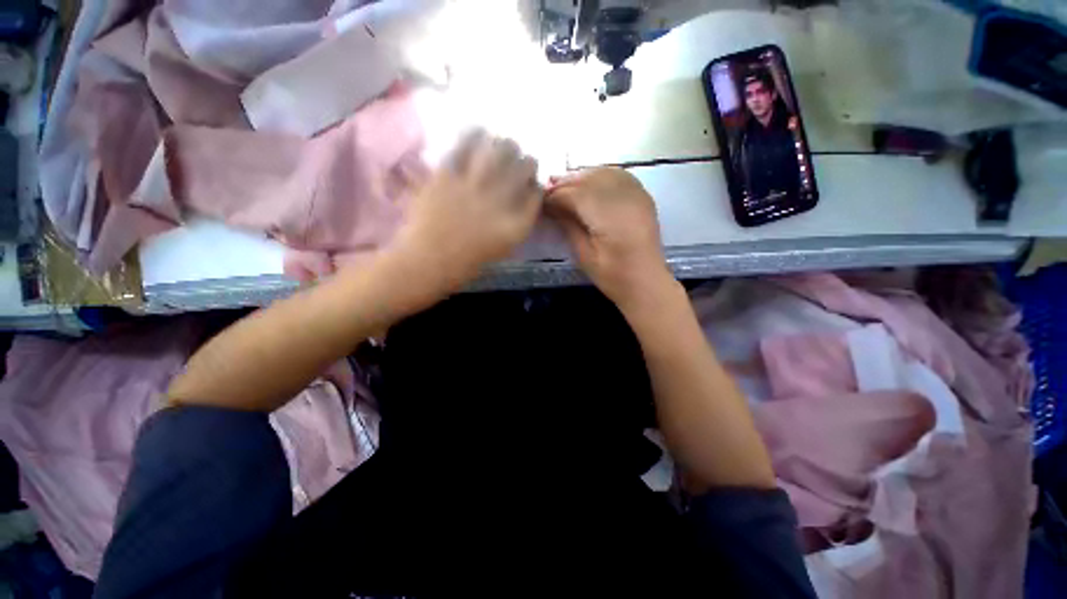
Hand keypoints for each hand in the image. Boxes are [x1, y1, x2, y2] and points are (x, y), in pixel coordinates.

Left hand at [392, 130, 541, 290]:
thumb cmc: (466, 263)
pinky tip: (479, 133)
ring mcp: (474, 186)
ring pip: (501, 150)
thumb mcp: (502, 247)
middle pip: (525, 167)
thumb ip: (516, 222)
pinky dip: (475, 135)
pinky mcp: (449, 176)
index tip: (532, 183)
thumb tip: (523, 197)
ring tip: (504, 144)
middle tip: (521, 161)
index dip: (536, 184)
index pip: (537, 194)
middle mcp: (501, 202)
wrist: (427, 262)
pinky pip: (465, 145)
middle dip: (527, 162)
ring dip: (506, 145)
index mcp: (515, 225)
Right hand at [545, 168, 675, 312]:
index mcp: (608, 216)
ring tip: (566, 188)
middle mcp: (624, 198)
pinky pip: (618, 175)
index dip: (555, 196)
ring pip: (603, 172)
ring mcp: (637, 194)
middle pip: (589, 178)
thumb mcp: (584, 255)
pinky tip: (590, 185)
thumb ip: (568, 225)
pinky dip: (600, 176)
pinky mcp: (643, 196)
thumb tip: (552, 207)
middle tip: (549, 193)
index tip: (541, 202)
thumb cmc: (612, 275)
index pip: (575, 194)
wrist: (646, 281)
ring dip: (582, 177)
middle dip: (566, 183)